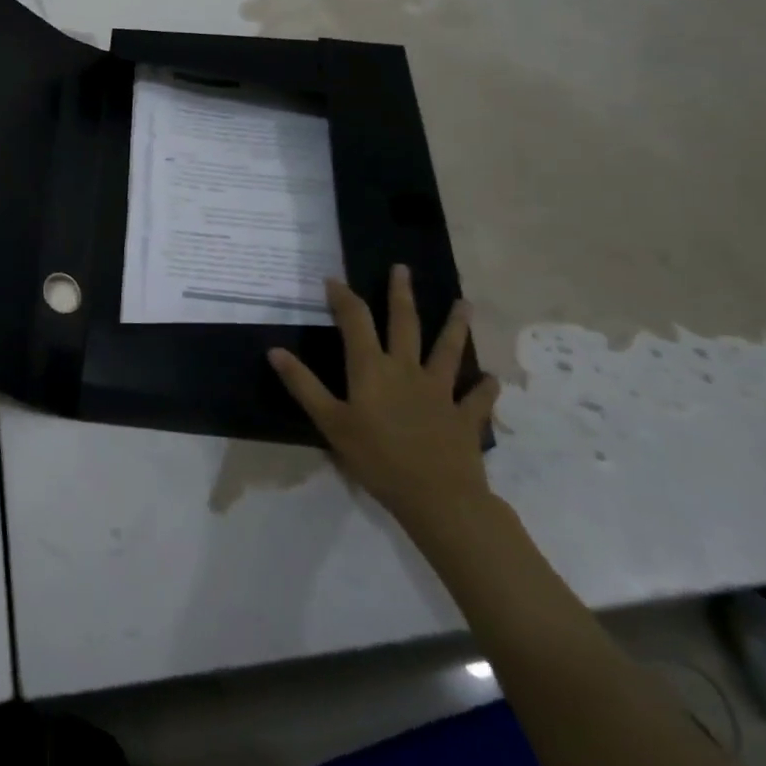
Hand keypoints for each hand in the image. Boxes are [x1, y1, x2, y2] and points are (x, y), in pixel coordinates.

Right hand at [270, 266, 499, 533]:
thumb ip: (304, 385)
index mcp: (372, 368)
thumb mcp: (330, 423)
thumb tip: (274, 351)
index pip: (355, 321)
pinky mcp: (464, 416)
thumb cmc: (376, 459)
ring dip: (455, 325)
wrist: (436, 497)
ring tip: (464, 304)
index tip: (333, 280)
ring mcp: (440, 390)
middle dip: (401, 294)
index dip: (343, 297)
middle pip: (404, 323)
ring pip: (447, 349)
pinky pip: (477, 397)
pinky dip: (484, 386)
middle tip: (402, 268)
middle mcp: (407, 369)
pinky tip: (490, 378)